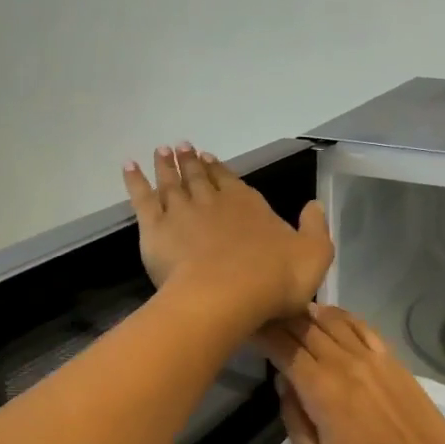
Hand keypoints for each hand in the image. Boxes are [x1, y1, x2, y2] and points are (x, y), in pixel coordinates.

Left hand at [124, 144, 332, 328]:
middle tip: (180, 147)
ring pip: (171, 183)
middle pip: (199, 178)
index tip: (209, 157)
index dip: (220, 170)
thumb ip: (315, 228)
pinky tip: (129, 167)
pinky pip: (142, 199)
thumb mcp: (315, 255)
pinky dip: (135, 181)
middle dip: (190, 162)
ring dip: (166, 166)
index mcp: (250, 206)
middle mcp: (214, 202)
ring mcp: (183, 213)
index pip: (232, 182)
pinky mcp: (156, 230)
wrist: (227, 297)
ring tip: (161, 151)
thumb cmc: (275, 279)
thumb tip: (314, 205)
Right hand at [256, 306, 444, 443]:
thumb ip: (295, 421)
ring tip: (289, 311)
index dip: (262, 333)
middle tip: (260, 315)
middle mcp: (346, 363)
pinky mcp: (393, 361)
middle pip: (306, 328)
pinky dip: (342, 317)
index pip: (284, 347)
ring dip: (308, 313)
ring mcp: (373, 358)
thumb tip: (285, 385)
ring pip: (333, 322)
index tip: (244, 327)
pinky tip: (330, 316)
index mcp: (322, 390)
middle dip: (279, 318)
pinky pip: (362, 327)